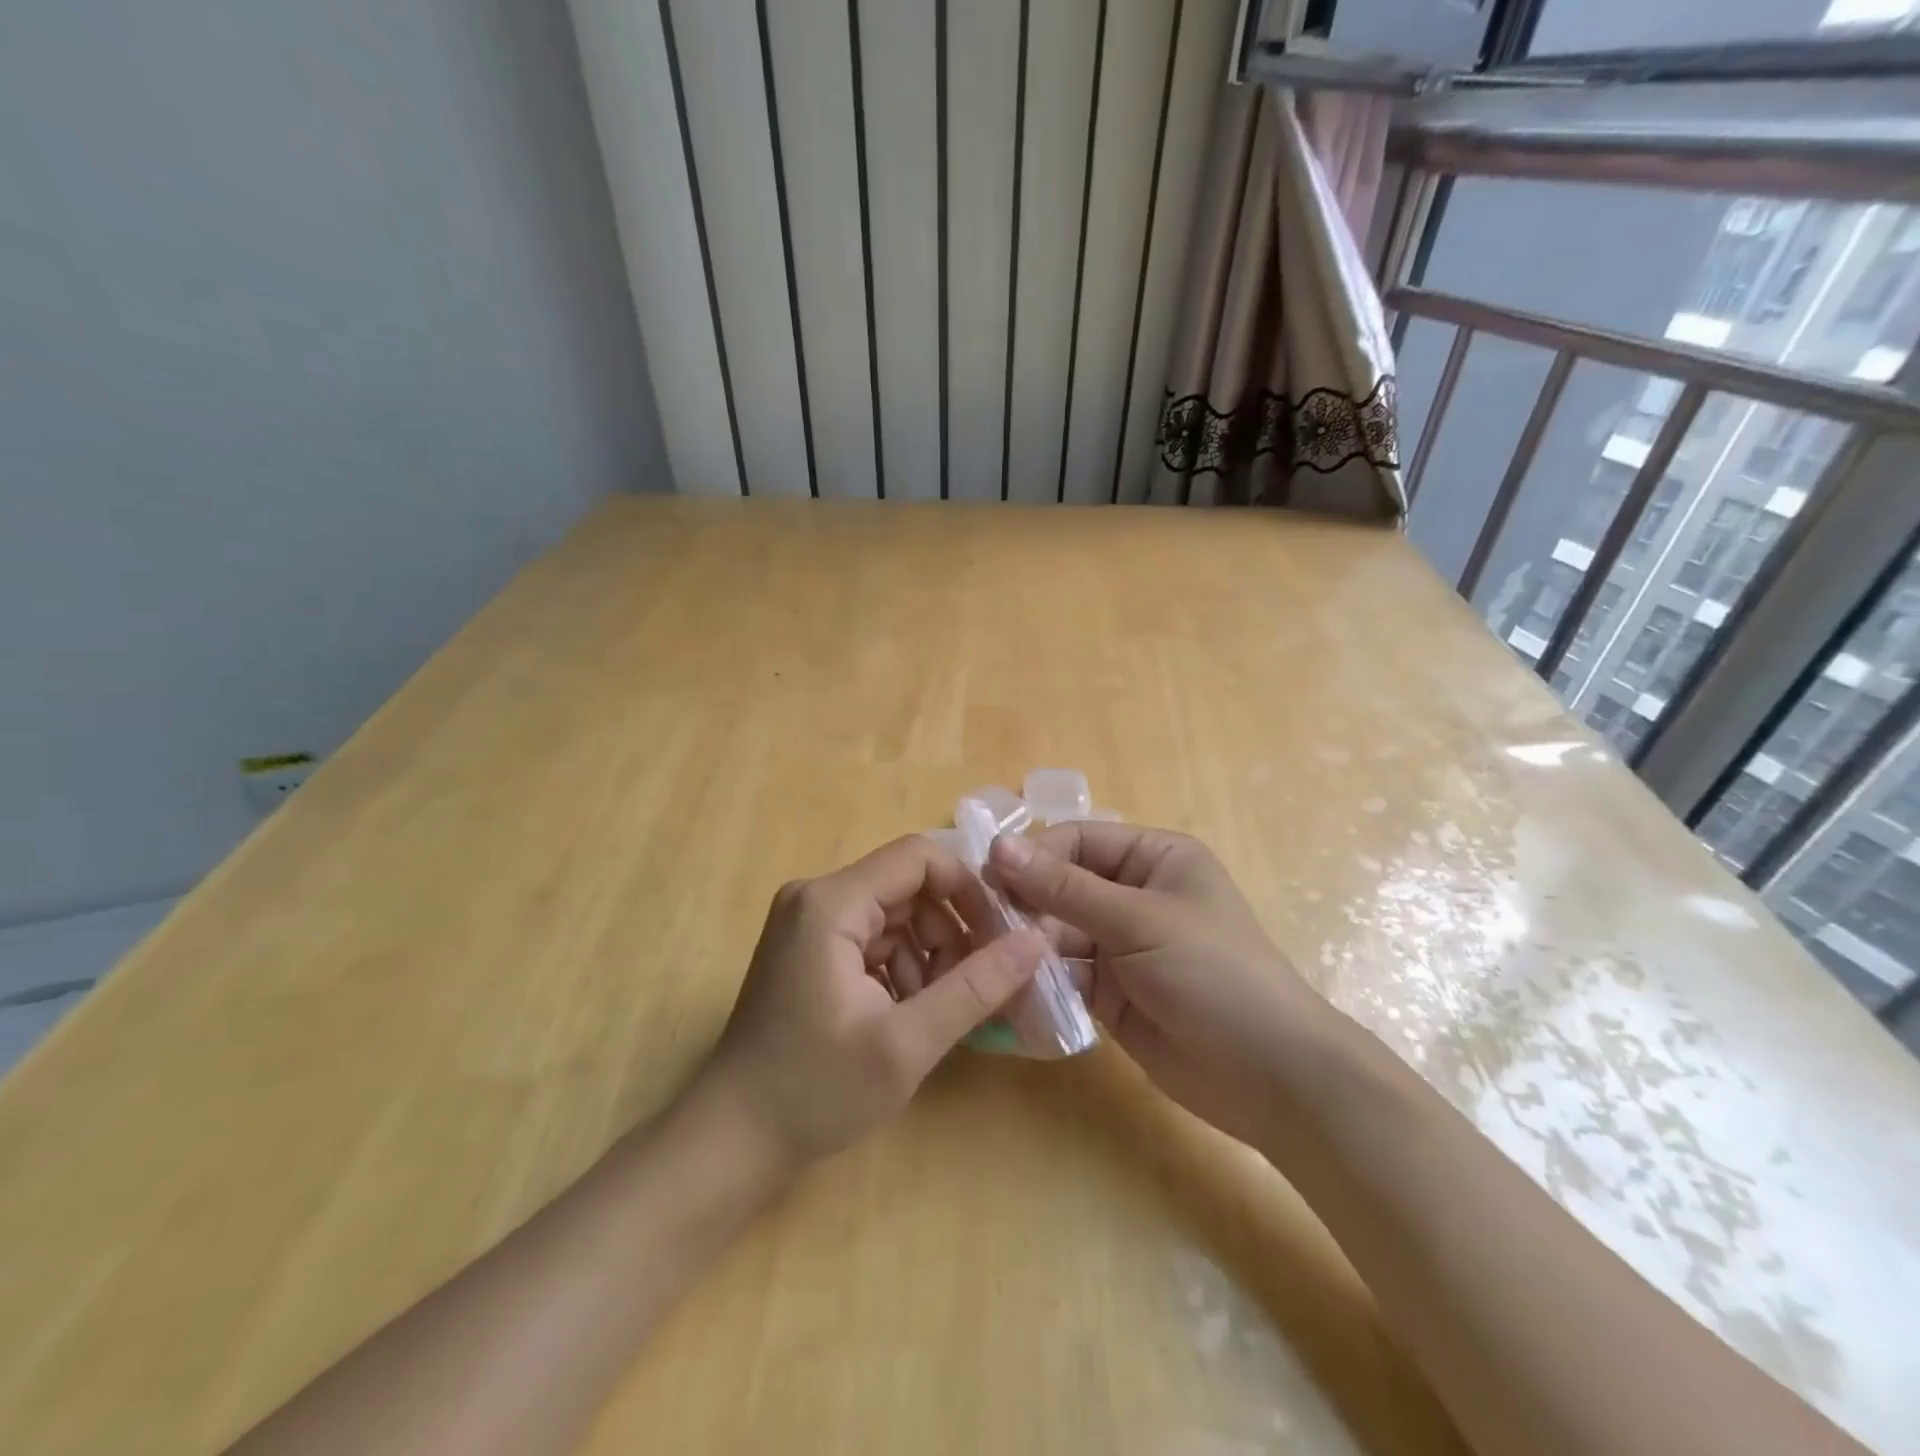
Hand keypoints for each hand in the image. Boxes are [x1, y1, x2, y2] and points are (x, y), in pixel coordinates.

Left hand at [700, 835, 1046, 1170]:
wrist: (731, 1141)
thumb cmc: (815, 1091)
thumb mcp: (907, 1043)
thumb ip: (975, 988)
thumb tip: (1037, 942)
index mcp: (831, 902)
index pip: (920, 858)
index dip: (968, 890)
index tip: (1001, 938)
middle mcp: (817, 897)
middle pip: (909, 888)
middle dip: (951, 932)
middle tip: (980, 985)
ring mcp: (810, 924)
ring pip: (897, 916)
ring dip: (930, 956)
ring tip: (941, 1011)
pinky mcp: (811, 950)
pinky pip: (875, 939)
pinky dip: (904, 969)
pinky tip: (909, 1015)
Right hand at [988, 824, 1323, 1145]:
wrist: (1269, 1076)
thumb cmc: (1212, 973)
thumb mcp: (1138, 921)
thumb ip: (1065, 888)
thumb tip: (998, 847)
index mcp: (1155, 857)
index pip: (1079, 840)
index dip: (1035, 856)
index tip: (990, 882)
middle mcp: (1136, 893)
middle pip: (1063, 885)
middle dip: (1027, 904)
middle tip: (986, 929)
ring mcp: (1122, 944)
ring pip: (1058, 931)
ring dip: (1029, 944)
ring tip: (994, 961)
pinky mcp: (1111, 991)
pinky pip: (1065, 973)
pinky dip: (1041, 980)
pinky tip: (1013, 990)